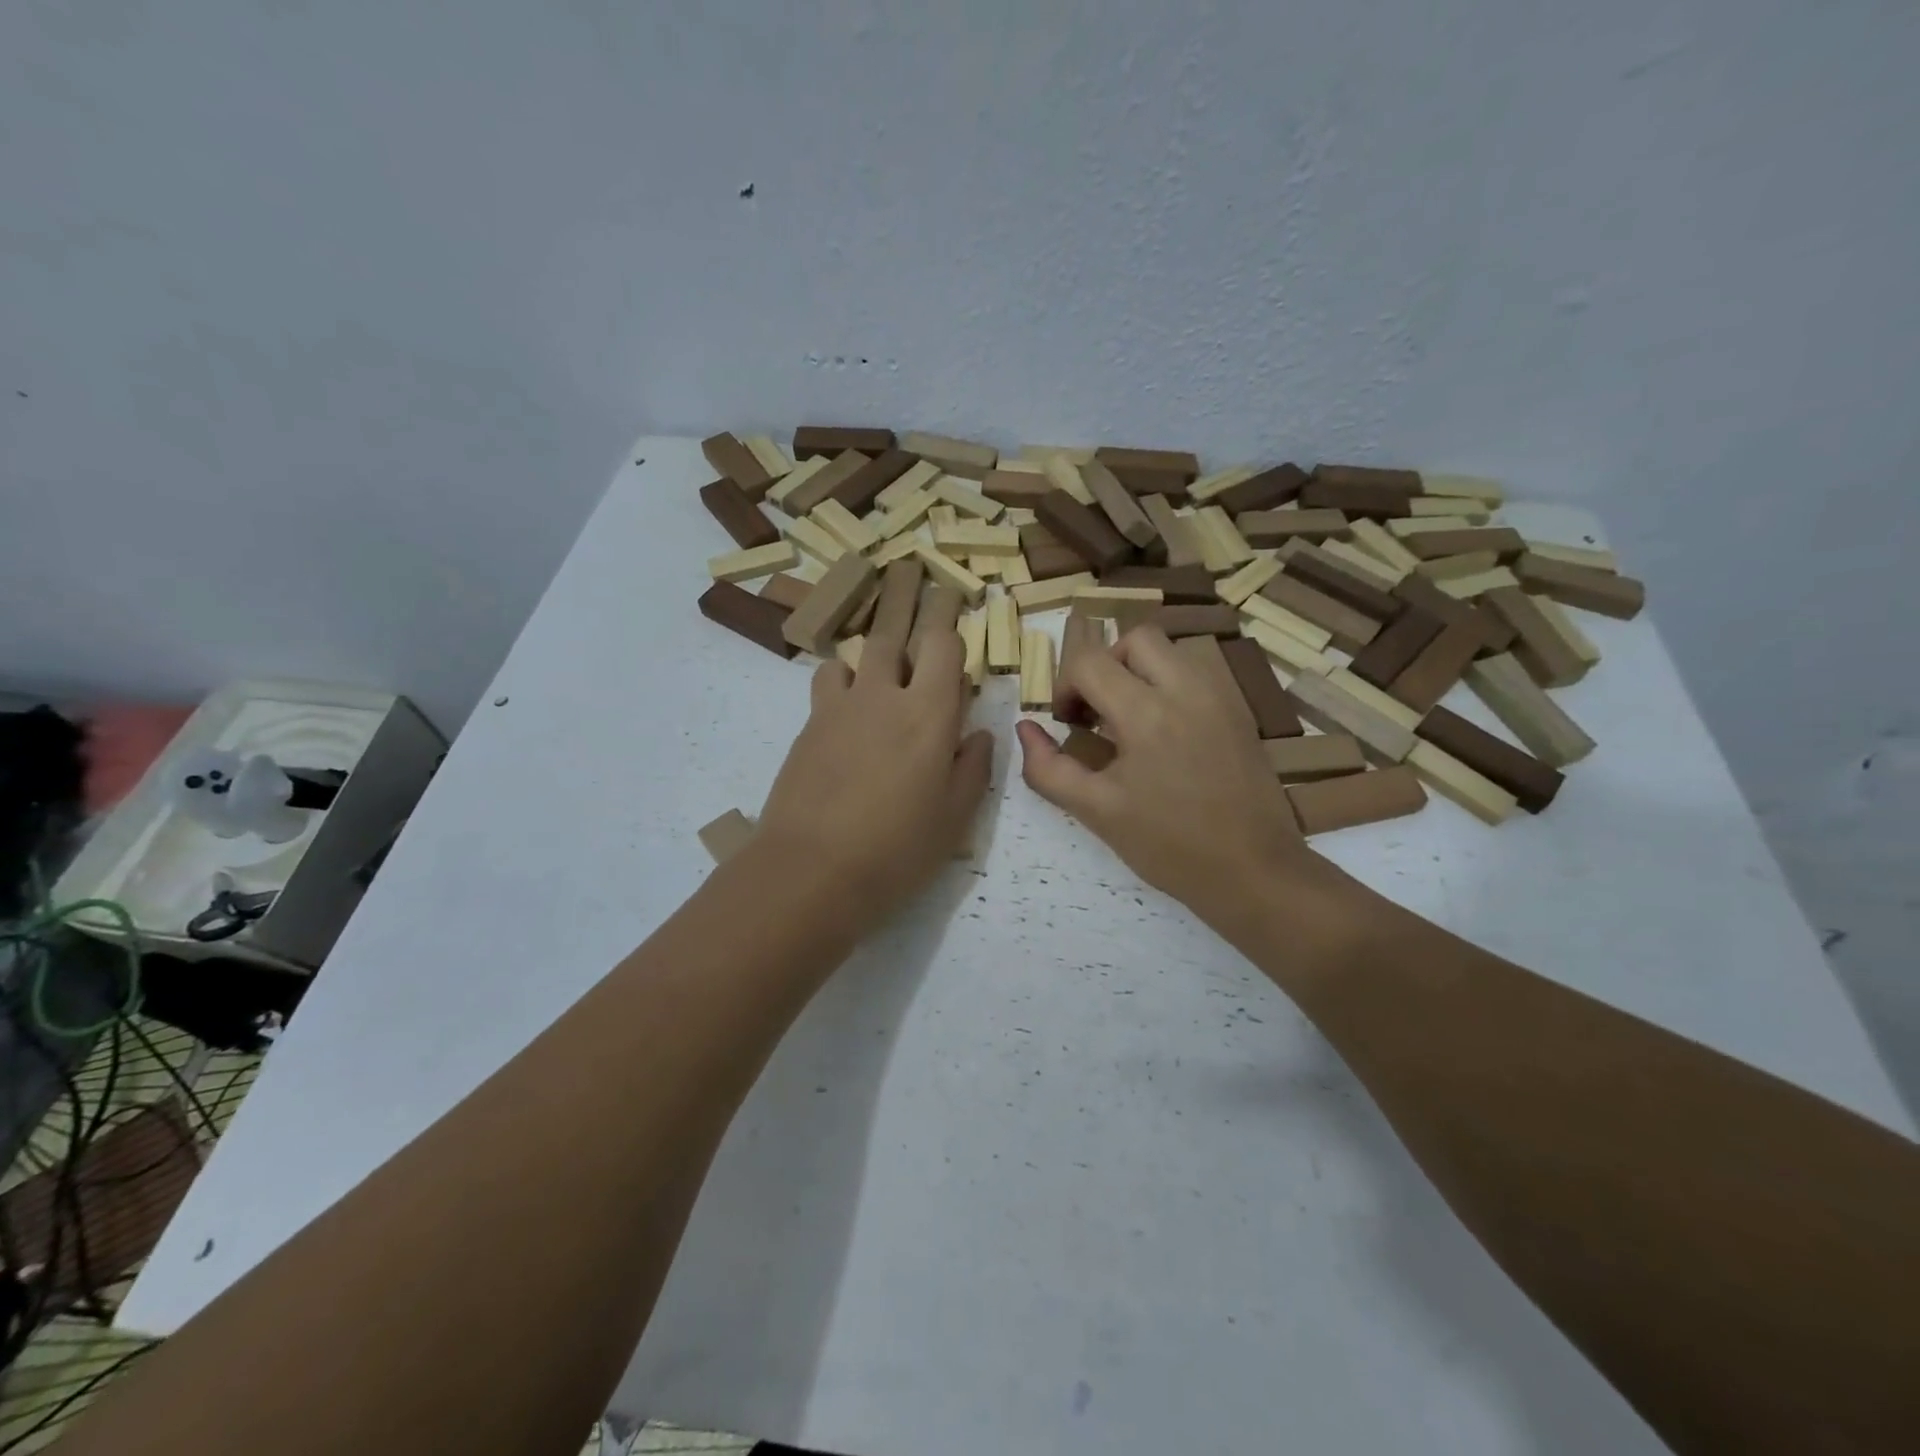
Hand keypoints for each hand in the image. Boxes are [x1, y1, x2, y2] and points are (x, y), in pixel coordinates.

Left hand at [754, 597, 991, 930]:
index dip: (951, 623)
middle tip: (913, 575)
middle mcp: (884, 696)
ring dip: (874, 650)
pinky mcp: (808, 726)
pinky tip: (848, 702)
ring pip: (857, 654)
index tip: (956, 608)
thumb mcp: (954, 817)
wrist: (811, 871)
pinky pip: (828, 682)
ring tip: (884, 658)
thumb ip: (972, 767)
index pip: (943, 645)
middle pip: (895, 632)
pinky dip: (843, 680)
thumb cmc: (897, 850)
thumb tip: (979, 734)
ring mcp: (839, 707)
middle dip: (909, 601)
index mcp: (929, 714)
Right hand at [1015, 626, 1320, 921]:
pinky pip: (1196, 673)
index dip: (1066, 686)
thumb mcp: (1096, 811)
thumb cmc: (1168, 846)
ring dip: (1139, 671)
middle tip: (1098, 710)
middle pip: (1135, 638)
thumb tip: (1025, 728)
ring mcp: (1220, 696)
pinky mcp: (1239, 710)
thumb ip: (1049, 769)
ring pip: (1170, 650)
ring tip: (1130, 719)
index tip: (1068, 723)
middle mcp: (1187, 689)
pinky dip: (1169, 684)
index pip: (1090, 662)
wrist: (1253, 871)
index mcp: (1146, 714)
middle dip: (1105, 665)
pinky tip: (1165, 731)